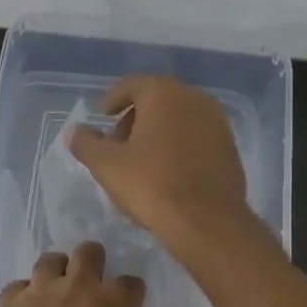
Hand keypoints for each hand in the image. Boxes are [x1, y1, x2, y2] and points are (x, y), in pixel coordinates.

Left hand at [0, 241, 155, 306]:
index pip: (132, 284)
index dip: (132, 293)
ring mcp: (40, 291)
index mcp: (115, 304)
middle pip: (89, 252)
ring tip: (55, 290)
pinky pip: (17, 288)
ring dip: (56, 271)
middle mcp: (78, 287)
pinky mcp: (8, 303)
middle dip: (94, 259)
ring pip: (50, 260)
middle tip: (91, 281)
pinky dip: (22, 297)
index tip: (129, 306)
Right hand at [67, 75, 251, 246]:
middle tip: (118, 143)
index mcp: (163, 93)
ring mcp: (217, 121)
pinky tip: (168, 171)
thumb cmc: (152, 185)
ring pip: (179, 117)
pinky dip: (179, 144)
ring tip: (142, 160)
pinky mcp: (230, 146)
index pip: (132, 84)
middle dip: (135, 117)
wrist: (207, 222)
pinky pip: (196, 135)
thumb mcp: (106, 165)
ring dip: (158, 131)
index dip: (113, 99)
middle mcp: (194, 97)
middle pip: (157, 99)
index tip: (103, 117)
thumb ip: (86, 143)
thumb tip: (76, 132)